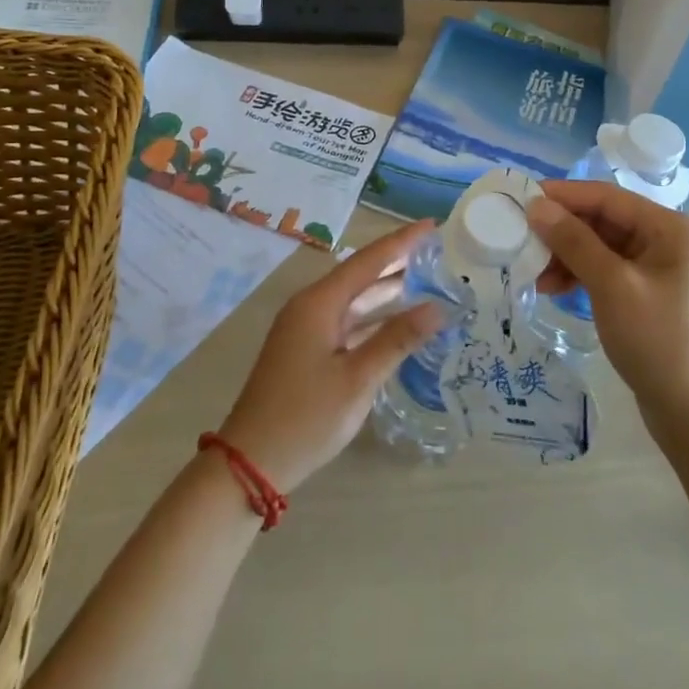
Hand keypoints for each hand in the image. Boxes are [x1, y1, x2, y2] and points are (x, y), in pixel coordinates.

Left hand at [217, 220, 444, 492]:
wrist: (250, 463)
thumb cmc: (306, 417)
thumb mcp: (358, 379)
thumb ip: (397, 339)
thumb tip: (437, 308)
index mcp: (319, 303)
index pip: (368, 261)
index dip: (401, 242)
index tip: (432, 225)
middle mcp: (310, 307)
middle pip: (360, 275)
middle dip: (397, 262)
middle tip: (435, 251)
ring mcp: (306, 329)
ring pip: (354, 299)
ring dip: (386, 290)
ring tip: (425, 279)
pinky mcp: (306, 350)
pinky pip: (347, 321)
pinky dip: (373, 317)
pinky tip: (397, 322)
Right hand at [528, 181, 688, 438]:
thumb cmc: (658, 341)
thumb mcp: (612, 286)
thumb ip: (574, 241)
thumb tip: (536, 205)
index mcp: (672, 228)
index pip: (608, 197)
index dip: (564, 195)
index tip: (522, 197)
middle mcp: (668, 240)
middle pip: (604, 221)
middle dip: (562, 230)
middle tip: (520, 237)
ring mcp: (659, 268)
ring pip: (602, 246)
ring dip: (567, 255)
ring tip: (533, 272)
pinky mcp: (647, 293)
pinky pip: (607, 270)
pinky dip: (580, 275)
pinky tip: (552, 288)